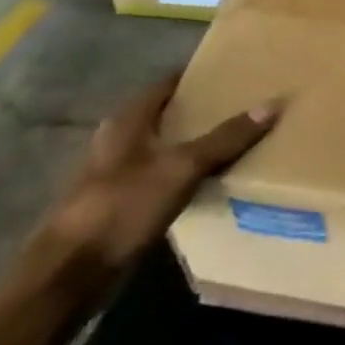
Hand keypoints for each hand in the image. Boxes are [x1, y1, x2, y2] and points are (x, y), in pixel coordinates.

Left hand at [36, 74, 280, 274]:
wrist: (71, 273)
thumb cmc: (123, 206)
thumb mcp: (182, 167)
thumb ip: (226, 138)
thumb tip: (273, 103)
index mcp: (128, 119)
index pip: (168, 83)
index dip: (199, 75)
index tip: (236, 72)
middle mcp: (119, 138)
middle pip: (167, 114)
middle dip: (201, 110)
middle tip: (243, 105)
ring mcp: (116, 172)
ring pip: (164, 145)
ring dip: (193, 142)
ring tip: (235, 140)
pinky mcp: (119, 202)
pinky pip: (161, 175)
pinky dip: (184, 172)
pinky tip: (209, 180)